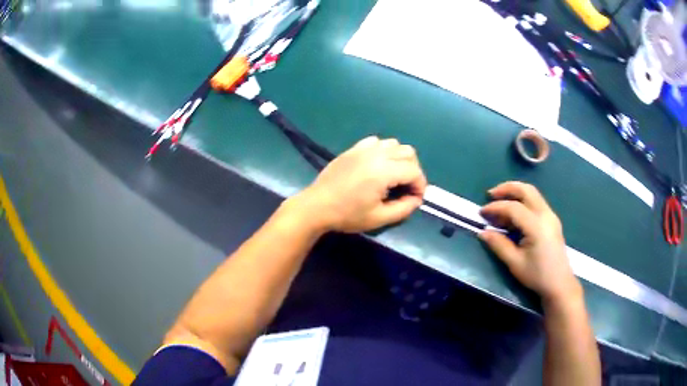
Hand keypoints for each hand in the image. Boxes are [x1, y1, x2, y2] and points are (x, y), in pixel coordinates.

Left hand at [292, 136, 426, 232]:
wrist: (317, 206)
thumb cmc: (347, 215)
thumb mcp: (379, 218)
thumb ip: (404, 208)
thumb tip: (416, 199)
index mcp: (383, 171)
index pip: (414, 171)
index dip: (420, 185)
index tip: (415, 199)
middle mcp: (376, 154)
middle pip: (408, 153)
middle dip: (413, 170)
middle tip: (406, 188)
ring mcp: (363, 149)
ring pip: (394, 144)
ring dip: (400, 159)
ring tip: (393, 176)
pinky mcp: (353, 149)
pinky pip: (376, 142)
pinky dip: (383, 151)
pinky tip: (377, 165)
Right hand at [479, 182, 580, 304]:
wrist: (559, 284)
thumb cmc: (537, 275)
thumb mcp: (515, 263)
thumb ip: (499, 245)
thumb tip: (483, 232)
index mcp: (537, 226)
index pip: (513, 208)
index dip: (496, 207)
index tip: (481, 213)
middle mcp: (546, 215)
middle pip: (526, 190)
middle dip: (507, 188)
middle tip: (491, 194)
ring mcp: (551, 216)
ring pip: (532, 193)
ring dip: (515, 193)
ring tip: (499, 202)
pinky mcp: (552, 220)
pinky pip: (536, 202)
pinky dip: (522, 201)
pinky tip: (513, 214)